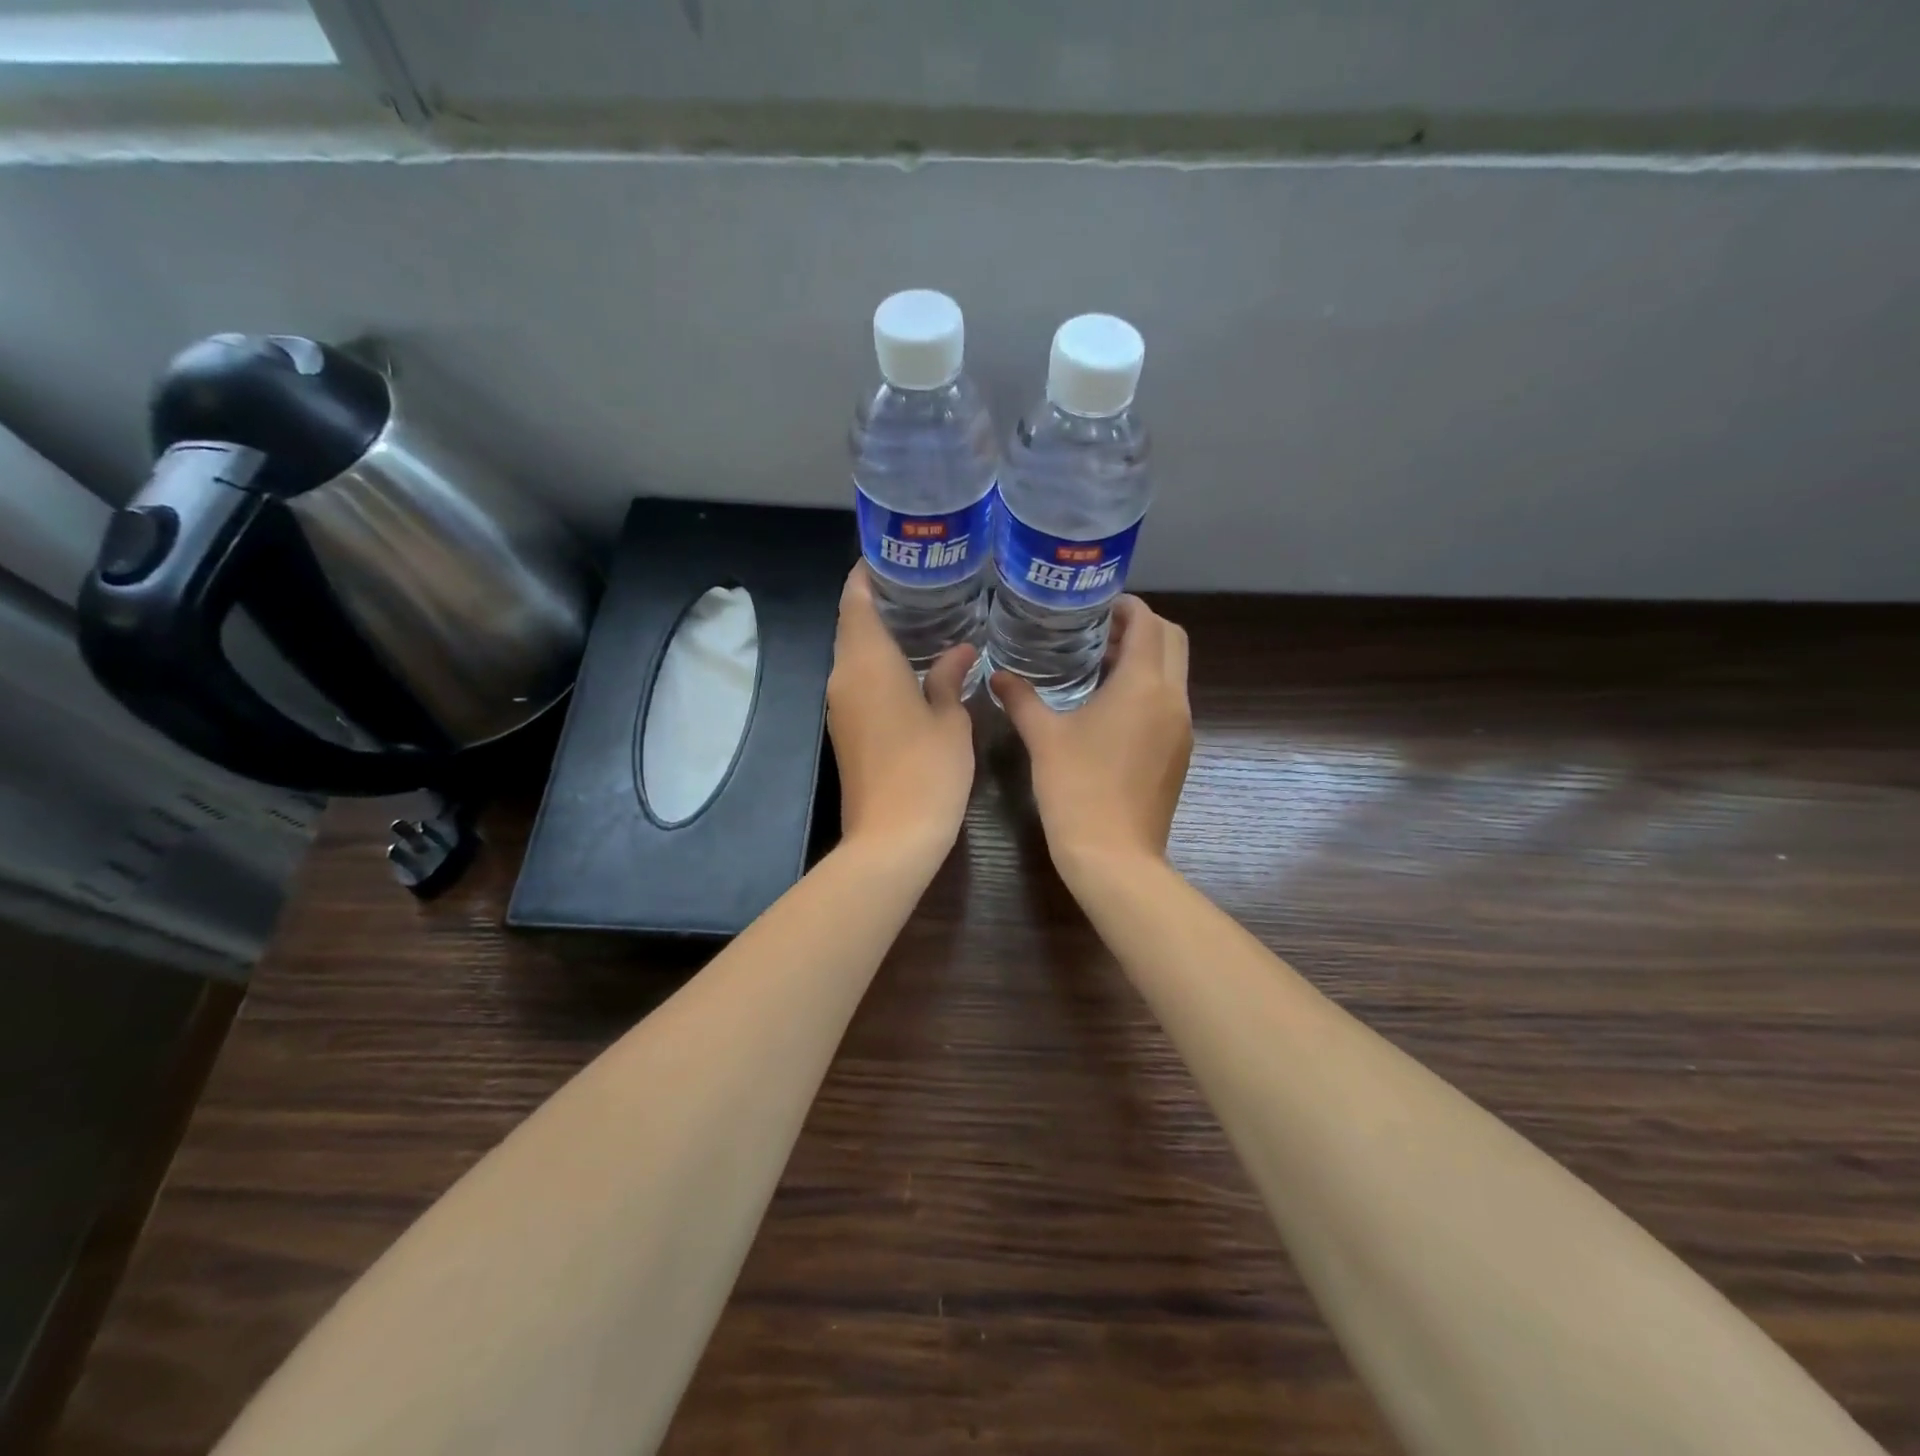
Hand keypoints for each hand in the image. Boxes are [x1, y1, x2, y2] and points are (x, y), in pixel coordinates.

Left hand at [826, 564, 978, 858]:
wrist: (891, 839)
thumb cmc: (926, 772)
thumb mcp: (950, 720)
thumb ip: (950, 677)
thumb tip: (961, 650)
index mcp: (867, 663)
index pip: (856, 600)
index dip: (869, 572)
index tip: (895, 553)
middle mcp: (844, 677)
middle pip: (853, 623)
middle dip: (880, 599)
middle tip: (924, 581)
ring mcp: (841, 706)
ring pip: (855, 654)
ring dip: (881, 633)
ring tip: (925, 614)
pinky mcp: (846, 730)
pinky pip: (860, 680)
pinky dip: (881, 662)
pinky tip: (915, 662)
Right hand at [992, 596, 1192, 881]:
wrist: (1114, 855)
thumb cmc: (1076, 788)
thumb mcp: (1043, 737)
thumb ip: (1021, 698)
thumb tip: (997, 675)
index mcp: (1144, 685)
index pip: (1148, 623)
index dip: (1127, 607)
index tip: (1097, 607)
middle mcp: (1173, 698)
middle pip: (1172, 641)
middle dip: (1142, 628)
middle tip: (1100, 634)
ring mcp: (1182, 727)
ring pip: (1175, 673)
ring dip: (1146, 659)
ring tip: (1100, 667)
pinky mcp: (1180, 752)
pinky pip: (1170, 702)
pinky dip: (1149, 689)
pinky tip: (1111, 709)